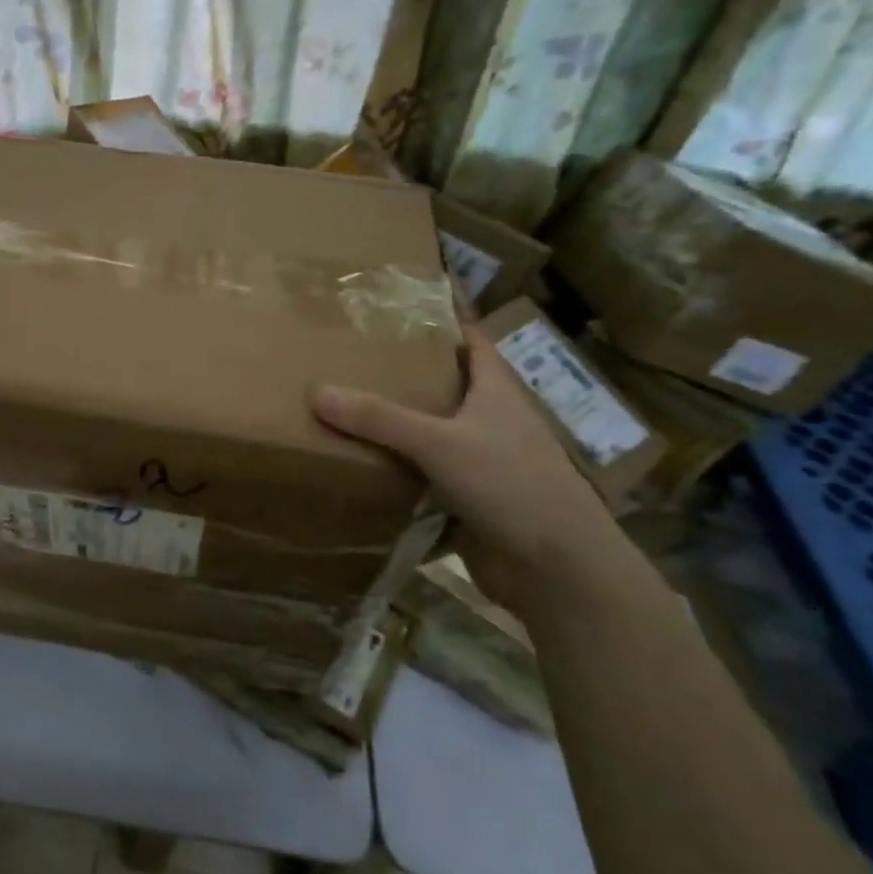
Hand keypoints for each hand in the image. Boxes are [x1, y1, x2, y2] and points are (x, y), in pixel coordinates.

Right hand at [310, 322, 621, 613]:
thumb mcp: (440, 443)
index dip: (446, 319)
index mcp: (497, 393)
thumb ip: (379, 418)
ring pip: (434, 432)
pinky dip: (399, 467)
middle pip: (448, 385)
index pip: (473, 341)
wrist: (556, 570)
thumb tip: (316, 391)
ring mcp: (484, 462)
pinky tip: (363, 463)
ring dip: (400, 423)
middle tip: (356, 355)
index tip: (405, 303)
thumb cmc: (511, 486)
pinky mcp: (471, 499)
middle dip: (408, 371)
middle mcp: (492, 422)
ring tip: (348, 404)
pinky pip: (426, 474)